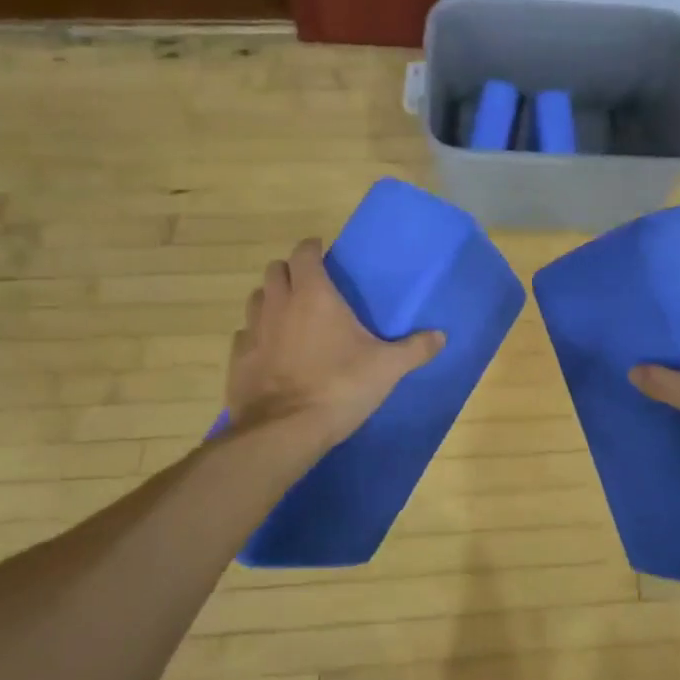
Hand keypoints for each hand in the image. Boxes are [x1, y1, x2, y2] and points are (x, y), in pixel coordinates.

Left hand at [225, 239, 443, 448]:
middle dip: (291, 271)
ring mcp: (253, 331)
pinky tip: (272, 350)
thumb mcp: (388, 368)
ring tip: (290, 315)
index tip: (324, 254)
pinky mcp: (238, 359)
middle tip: (310, 285)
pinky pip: (246, 335)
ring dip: (272, 299)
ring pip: (256, 299)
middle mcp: (278, 304)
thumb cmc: (339, 387)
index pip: (304, 253)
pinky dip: (258, 335)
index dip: (312, 249)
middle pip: (274, 271)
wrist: (285, 431)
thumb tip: (441, 335)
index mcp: (313, 295)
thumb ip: (415, 349)